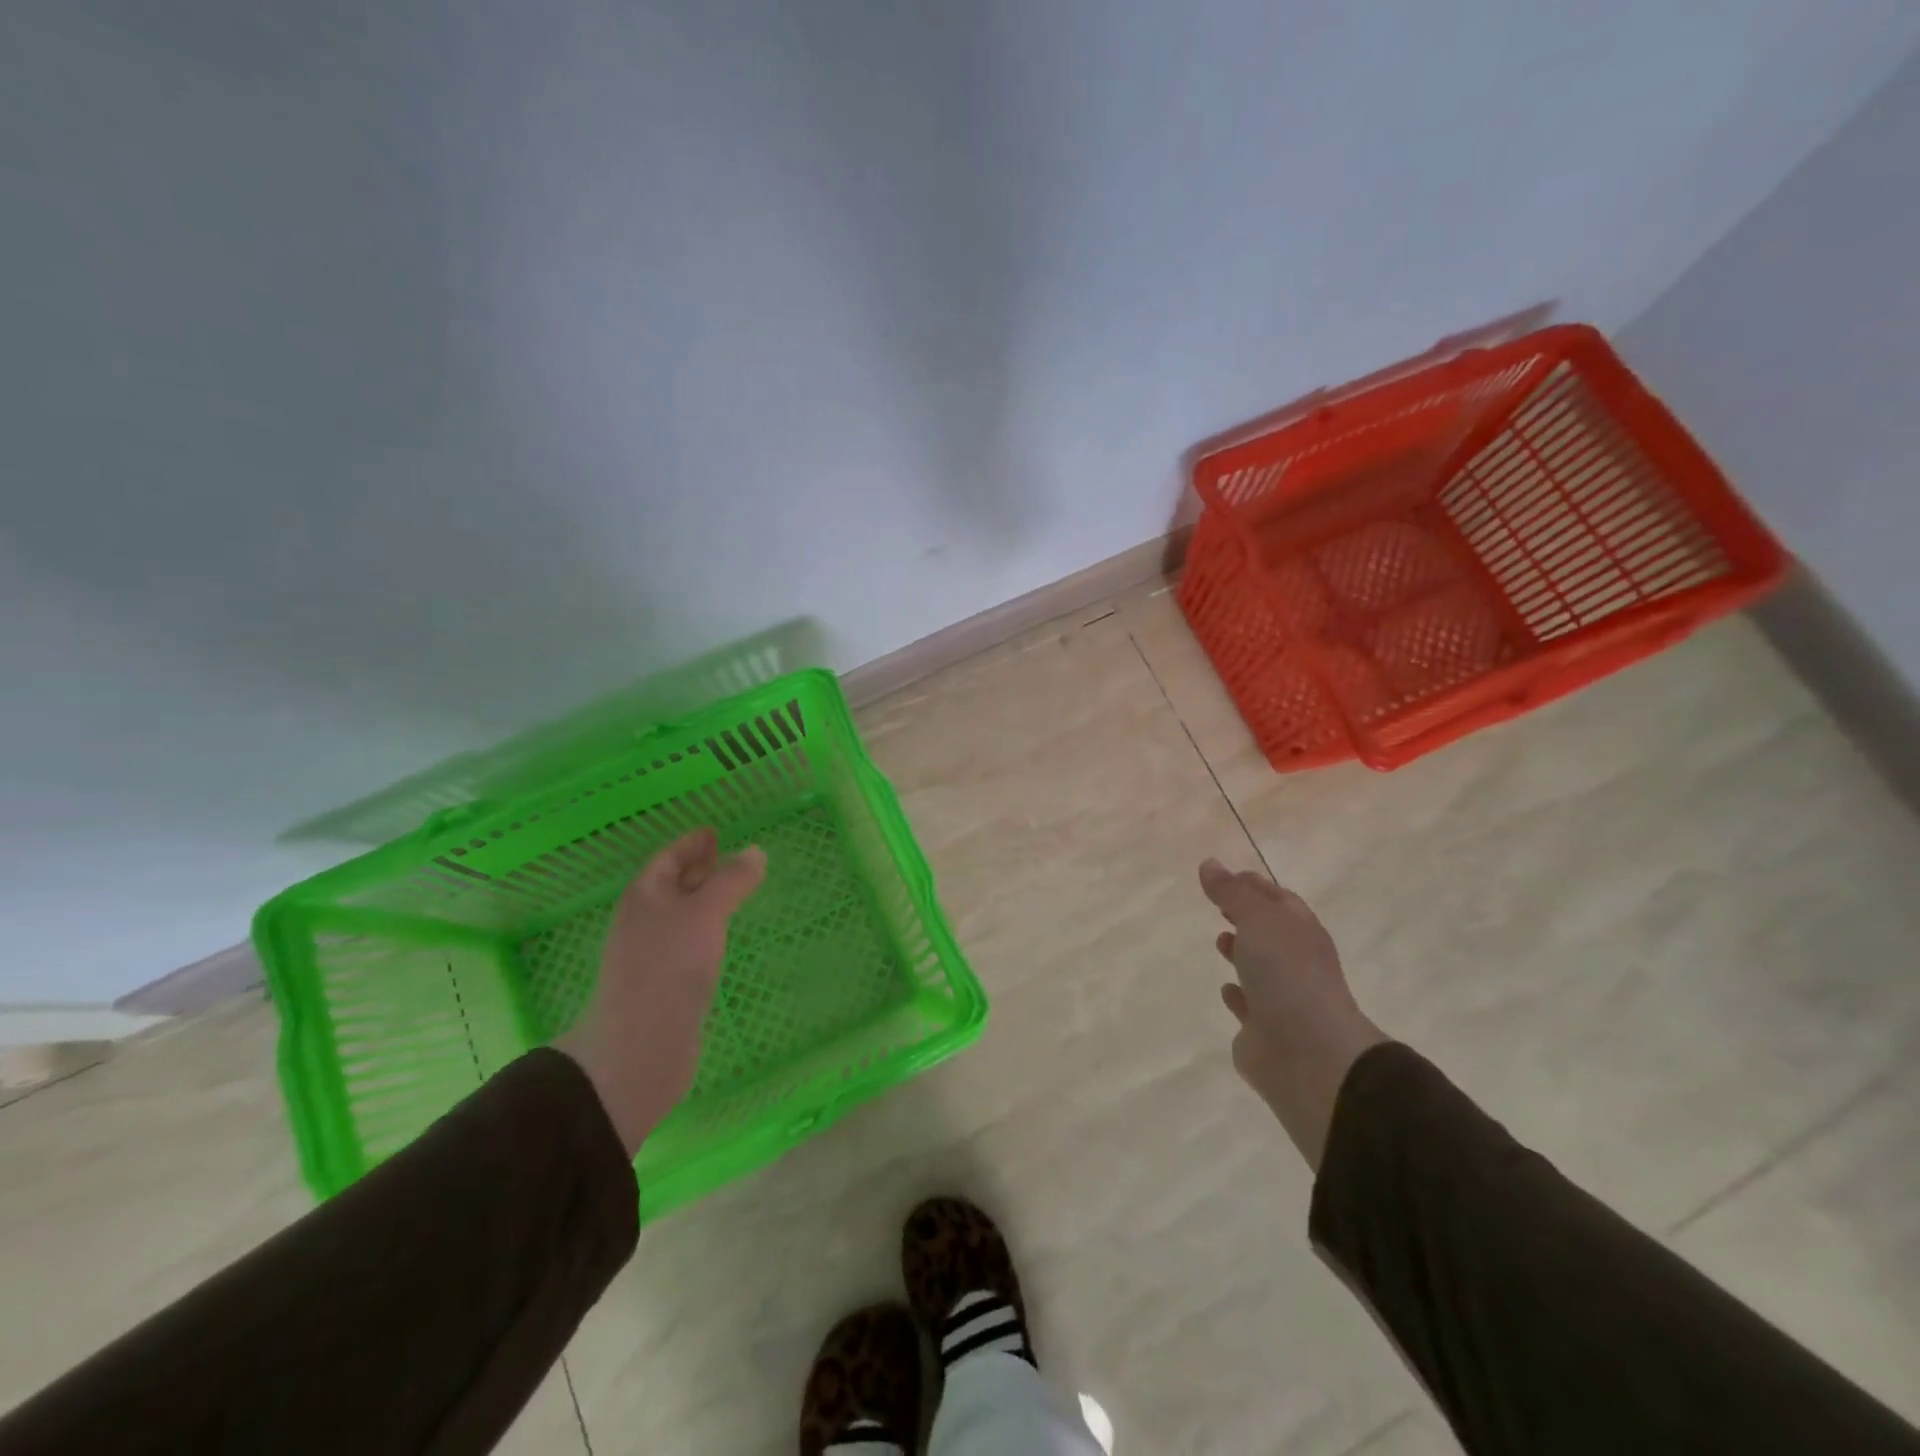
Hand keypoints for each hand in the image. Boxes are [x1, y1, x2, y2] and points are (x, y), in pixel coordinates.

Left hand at [556, 829, 765, 1155]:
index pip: (667, 858)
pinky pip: (687, 944)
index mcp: (644, 896)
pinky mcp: (664, 985)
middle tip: (728, 858)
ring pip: (680, 916)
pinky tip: (722, 939)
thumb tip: (755, 852)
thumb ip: (731, 881)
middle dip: (697, 870)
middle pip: (670, 886)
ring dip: (703, 901)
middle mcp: (643, 921)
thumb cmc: (668, 967)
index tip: (714, 832)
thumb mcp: (705, 914)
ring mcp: (651, 955)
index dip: (691, 843)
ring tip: (732, 894)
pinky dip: (706, 931)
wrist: (640, 1047)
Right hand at [1200, 858, 1387, 1167]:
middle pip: (1271, 931)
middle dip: (1247, 917)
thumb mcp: (1257, 919)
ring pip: (1260, 967)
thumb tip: (1209, 863)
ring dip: (1242, 952)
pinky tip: (1226, 989)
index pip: (1278, 899)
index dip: (1254, 885)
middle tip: (1220, 906)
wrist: (1307, 1052)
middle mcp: (1295, 961)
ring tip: (1219, 940)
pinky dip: (1237, 995)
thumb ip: (1231, 892)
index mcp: (1301, 931)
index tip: (1225, 876)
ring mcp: (1283, 997)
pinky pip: (1249, 1005)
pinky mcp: (1265, 1029)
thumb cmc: (1287, 973)